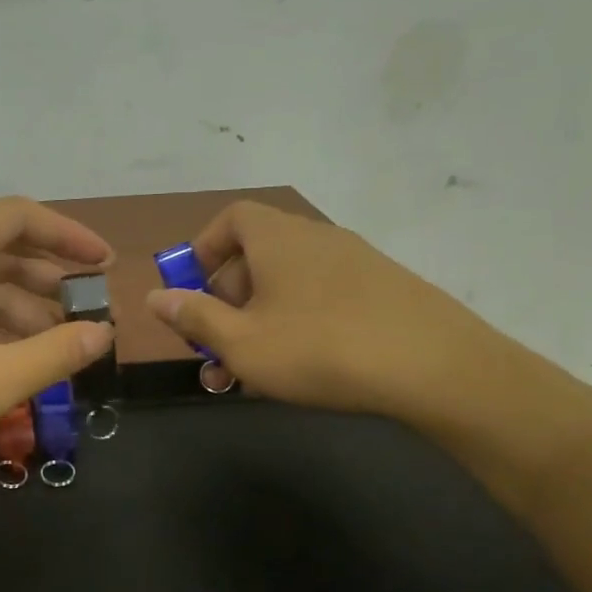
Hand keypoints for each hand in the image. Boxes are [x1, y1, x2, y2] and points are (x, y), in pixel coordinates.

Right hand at [145, 200, 531, 428]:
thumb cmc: (319, 349)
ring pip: (289, 285)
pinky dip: (300, 324)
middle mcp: (315, 238)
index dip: (203, 250)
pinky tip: (302, 369)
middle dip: (226, 301)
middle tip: (215, 348)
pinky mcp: (384, 290)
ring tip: (252, 371)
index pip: (230, 220)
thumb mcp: (242, 342)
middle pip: (257, 256)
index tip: (191, 290)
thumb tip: (155, 296)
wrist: (435, 367)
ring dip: (260, 321)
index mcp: (277, 238)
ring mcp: (356, 262)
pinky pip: (324, 298)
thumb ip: (194, 317)